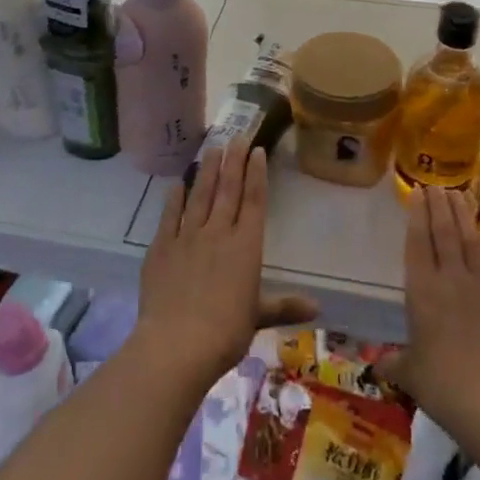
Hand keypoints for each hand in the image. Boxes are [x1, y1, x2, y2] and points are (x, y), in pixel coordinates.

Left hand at [137, 139, 315, 388]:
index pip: (253, 201)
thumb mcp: (257, 317)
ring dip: (206, 169)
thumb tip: (318, 307)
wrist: (177, 344)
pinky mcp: (161, 246)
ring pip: (199, 194)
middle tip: (237, 135)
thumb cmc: (225, 333)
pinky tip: (178, 183)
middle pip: (227, 189)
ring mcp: (187, 236)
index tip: (256, 150)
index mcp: (245, 246)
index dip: (256, 174)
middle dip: (233, 160)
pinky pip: (170, 215)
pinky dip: (175, 197)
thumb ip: (284, 306)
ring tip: (211, 147)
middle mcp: (218, 233)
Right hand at [378, 187, 479, 447]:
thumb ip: (395, 363)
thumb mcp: (410, 374)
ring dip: (463, 216)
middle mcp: (451, 279)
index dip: (418, 215)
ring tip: (459, 195)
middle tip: (437, 185)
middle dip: (440, 206)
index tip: (419, 192)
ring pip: (470, 241)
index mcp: (422, 290)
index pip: (419, 242)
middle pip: (445, 233)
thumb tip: (380, 366)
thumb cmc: (444, 386)